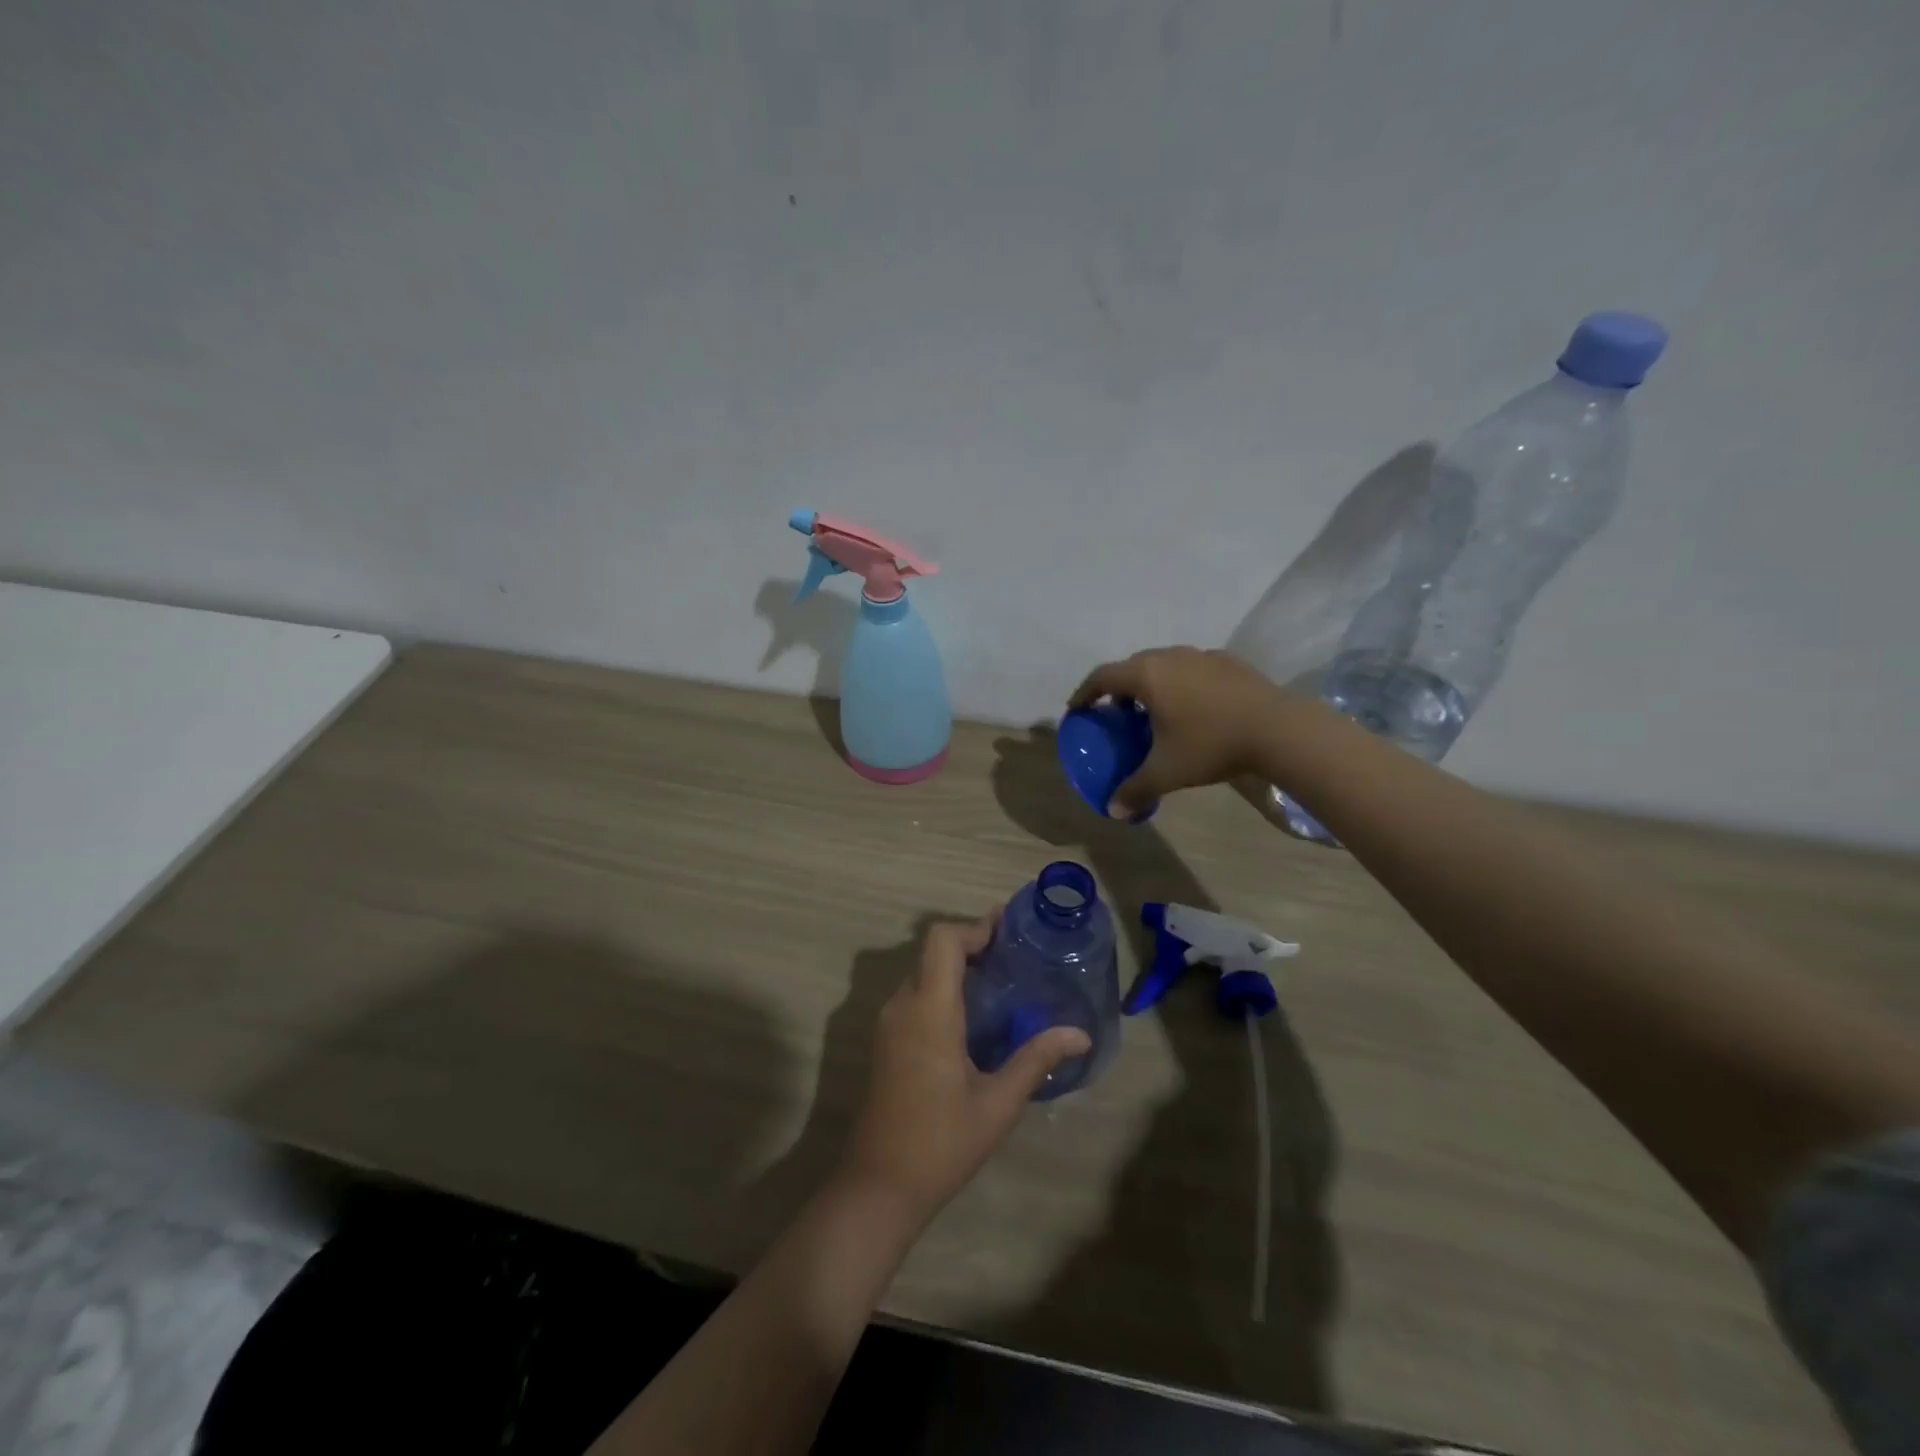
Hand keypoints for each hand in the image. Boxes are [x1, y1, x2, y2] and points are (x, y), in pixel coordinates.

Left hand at [837, 918, 1090, 1224]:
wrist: (878, 1187)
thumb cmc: (941, 1143)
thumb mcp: (998, 1103)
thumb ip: (1037, 1059)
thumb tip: (1080, 1034)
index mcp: (929, 1011)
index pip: (942, 940)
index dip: (974, 928)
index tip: (1008, 931)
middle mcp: (902, 1006)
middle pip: (932, 951)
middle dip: (971, 944)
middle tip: (1014, 957)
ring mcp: (888, 1024)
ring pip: (922, 972)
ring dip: (956, 967)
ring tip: (1001, 982)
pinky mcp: (885, 1042)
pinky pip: (915, 996)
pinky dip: (942, 988)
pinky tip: (973, 1017)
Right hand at [1070, 646, 1298, 816]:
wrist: (1278, 729)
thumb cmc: (1210, 744)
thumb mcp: (1167, 772)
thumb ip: (1135, 789)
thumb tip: (1113, 812)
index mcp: (1146, 676)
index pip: (1101, 677)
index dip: (1085, 693)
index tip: (1078, 709)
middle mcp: (1169, 657)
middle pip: (1132, 666)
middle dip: (1119, 688)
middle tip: (1117, 714)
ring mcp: (1202, 656)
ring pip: (1164, 664)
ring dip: (1152, 684)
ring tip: (1155, 712)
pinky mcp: (1229, 662)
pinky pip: (1193, 669)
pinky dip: (1182, 684)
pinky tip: (1195, 708)